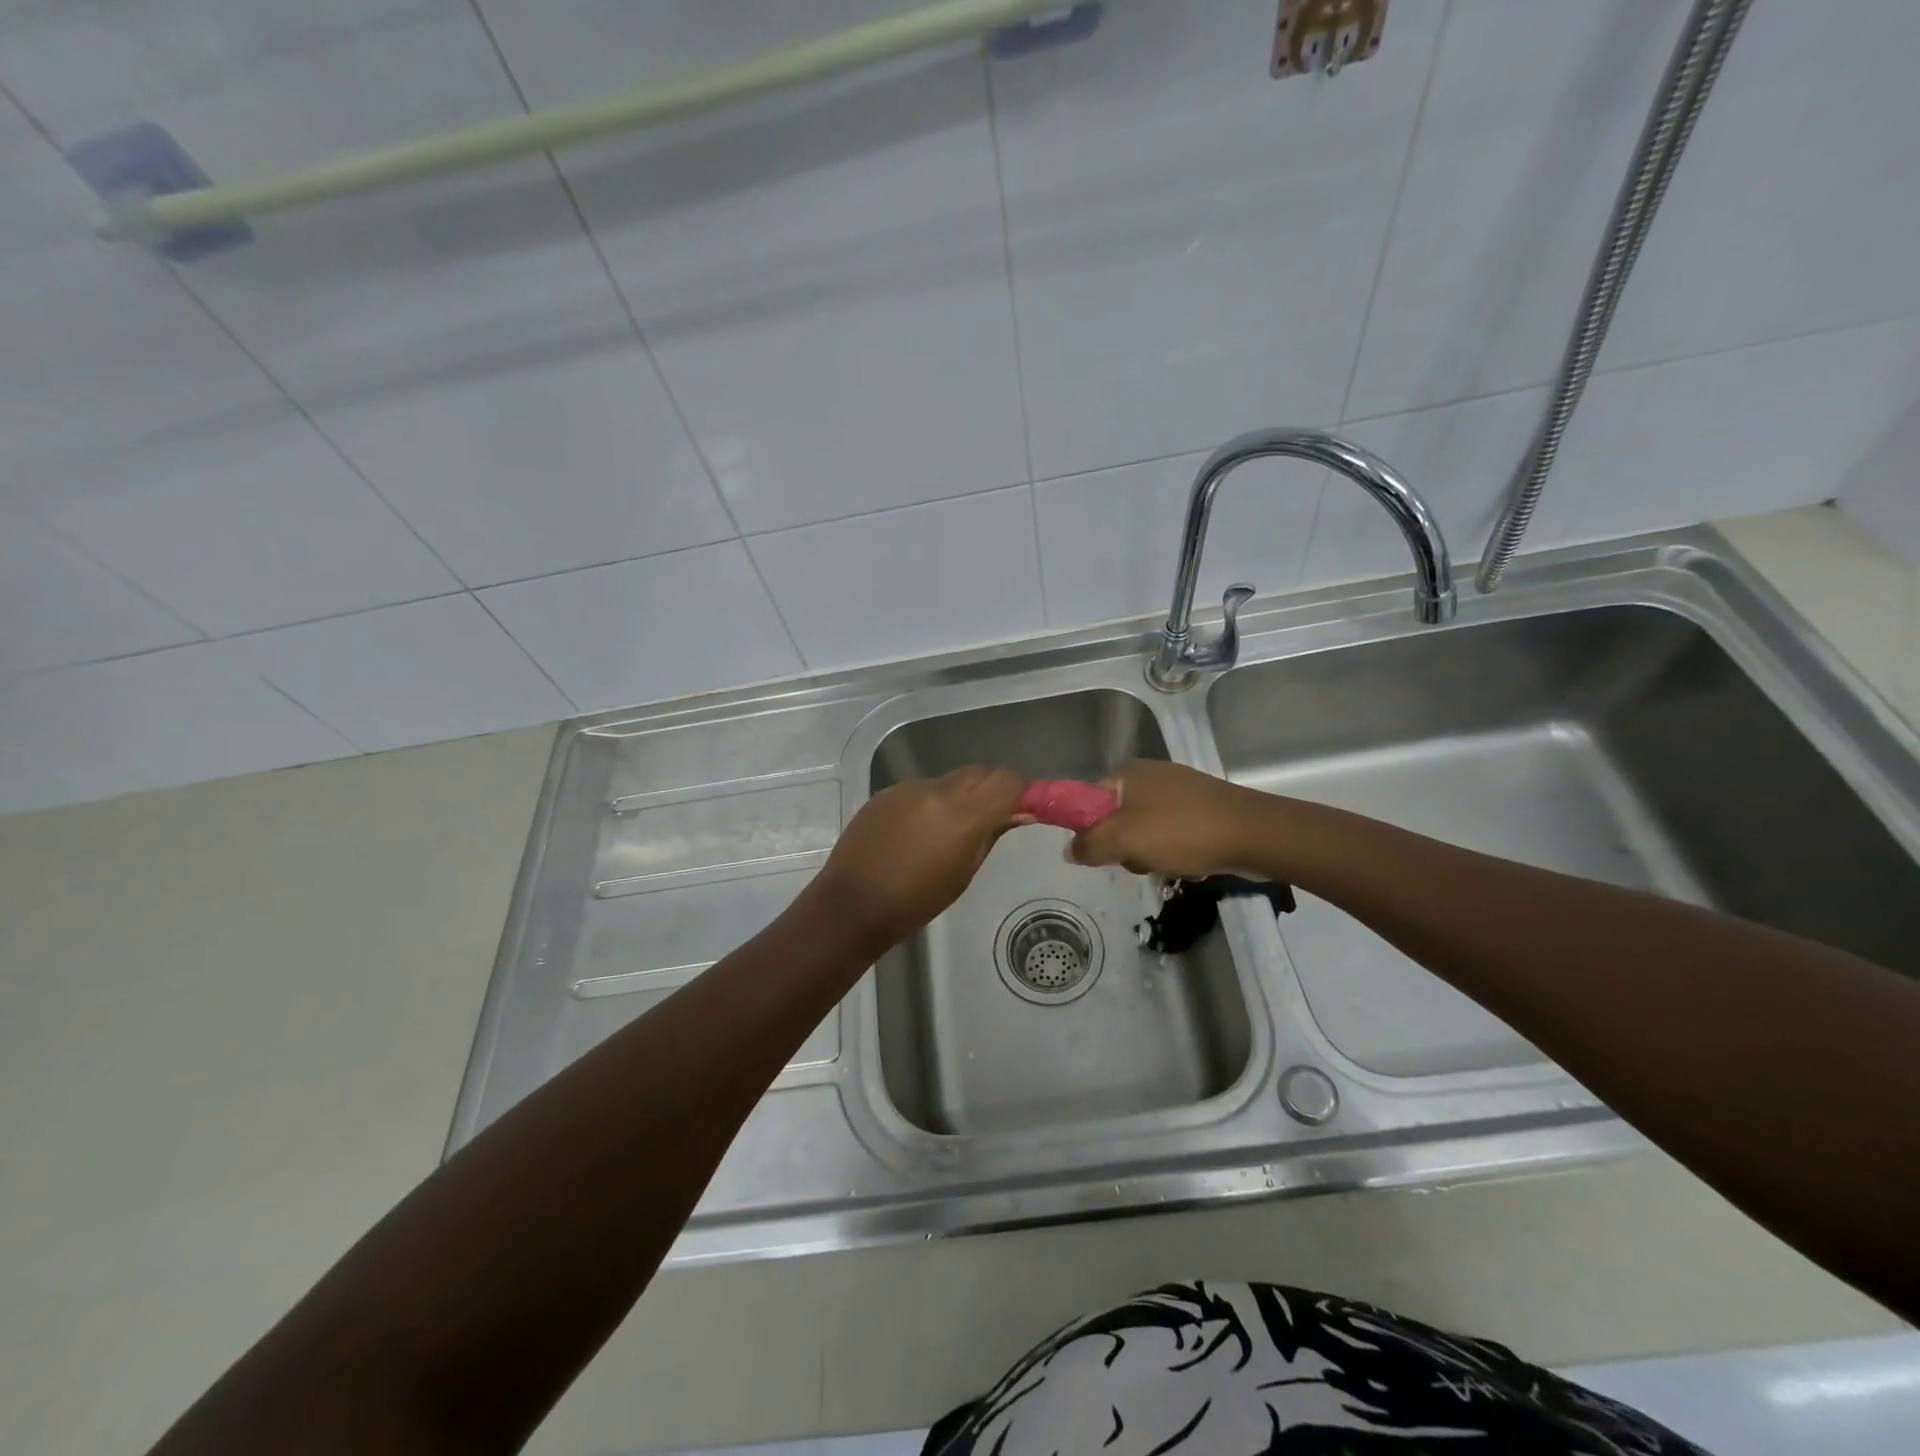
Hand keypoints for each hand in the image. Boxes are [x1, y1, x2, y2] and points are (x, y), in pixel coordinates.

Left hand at [810, 766, 1028, 949]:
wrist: (851, 904)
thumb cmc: (915, 902)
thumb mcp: (963, 873)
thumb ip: (991, 834)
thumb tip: (1019, 813)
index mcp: (962, 813)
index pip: (1007, 779)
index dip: (1019, 792)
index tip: (1019, 811)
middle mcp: (936, 790)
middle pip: (979, 773)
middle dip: (990, 791)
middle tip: (988, 823)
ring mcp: (908, 788)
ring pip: (950, 781)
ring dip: (959, 798)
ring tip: (946, 834)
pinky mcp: (886, 793)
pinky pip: (921, 790)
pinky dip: (930, 804)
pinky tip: (916, 835)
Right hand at [1067, 760, 1262, 878]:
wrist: (1254, 833)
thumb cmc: (1182, 832)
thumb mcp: (1125, 840)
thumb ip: (1089, 845)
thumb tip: (1068, 850)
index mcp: (1127, 773)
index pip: (1087, 800)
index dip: (1087, 828)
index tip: (1099, 851)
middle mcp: (1149, 775)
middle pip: (1115, 818)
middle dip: (1123, 845)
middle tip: (1139, 859)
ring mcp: (1177, 790)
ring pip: (1143, 829)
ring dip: (1149, 853)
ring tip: (1169, 863)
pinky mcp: (1200, 807)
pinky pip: (1170, 832)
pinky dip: (1174, 850)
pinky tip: (1188, 862)